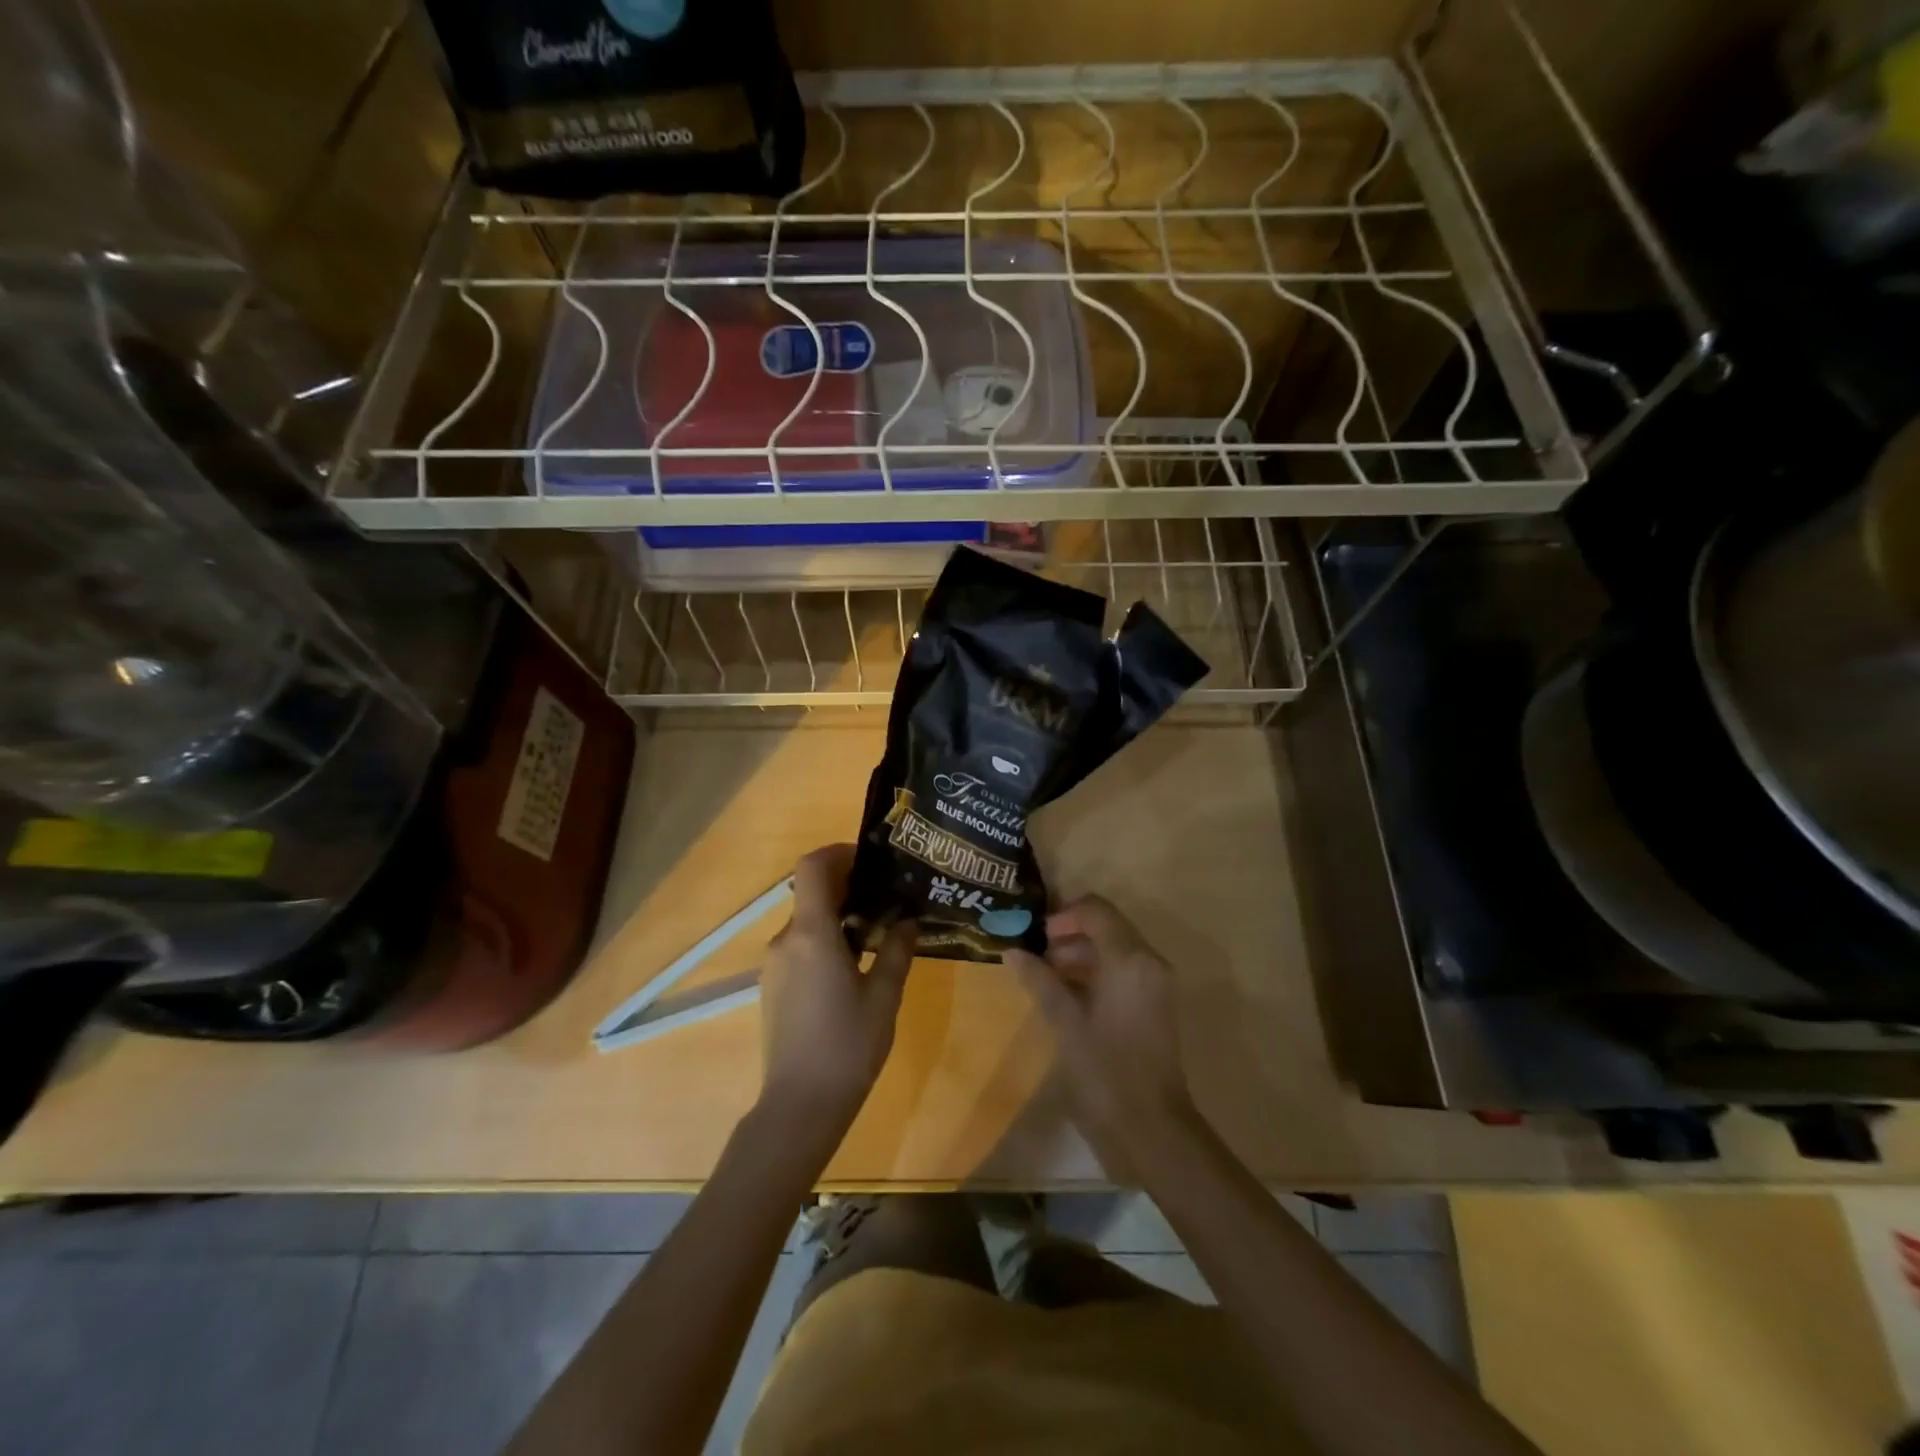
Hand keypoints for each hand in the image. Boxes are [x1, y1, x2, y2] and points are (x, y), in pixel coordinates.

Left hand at [759, 844, 915, 1132]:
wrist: (799, 1106)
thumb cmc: (847, 1046)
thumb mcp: (884, 996)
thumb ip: (897, 950)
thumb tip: (908, 920)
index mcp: (811, 933)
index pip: (812, 867)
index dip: (839, 853)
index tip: (871, 861)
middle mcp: (786, 940)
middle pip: (811, 891)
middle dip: (847, 885)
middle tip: (887, 896)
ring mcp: (775, 964)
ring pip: (806, 920)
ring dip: (838, 914)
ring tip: (878, 930)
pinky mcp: (773, 985)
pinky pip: (800, 944)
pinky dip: (825, 938)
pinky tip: (854, 963)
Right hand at [1006, 896, 1197, 1169]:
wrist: (1151, 1127)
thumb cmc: (1104, 1070)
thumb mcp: (1064, 1022)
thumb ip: (1039, 980)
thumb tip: (1012, 950)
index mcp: (1129, 959)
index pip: (1096, 910)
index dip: (1063, 916)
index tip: (1036, 938)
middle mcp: (1149, 961)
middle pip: (1107, 926)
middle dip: (1069, 935)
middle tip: (1036, 959)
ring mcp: (1156, 983)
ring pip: (1115, 948)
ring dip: (1081, 954)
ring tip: (1047, 979)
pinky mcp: (1156, 1003)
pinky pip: (1124, 969)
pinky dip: (1097, 972)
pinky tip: (1069, 996)